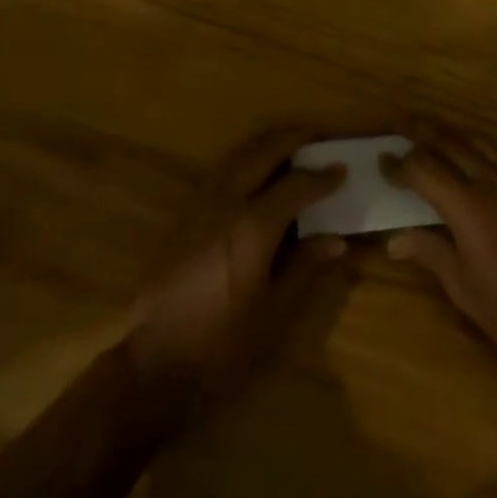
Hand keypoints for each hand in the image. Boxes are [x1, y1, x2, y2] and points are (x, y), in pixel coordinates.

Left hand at [124, 126, 347, 409]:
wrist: (154, 360)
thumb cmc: (221, 345)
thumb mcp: (272, 314)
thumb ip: (304, 268)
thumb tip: (337, 239)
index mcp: (253, 226)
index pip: (296, 186)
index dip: (322, 177)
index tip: (342, 168)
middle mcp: (227, 202)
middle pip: (264, 151)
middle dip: (293, 139)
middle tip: (319, 137)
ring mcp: (202, 203)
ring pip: (239, 153)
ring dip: (267, 142)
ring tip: (291, 144)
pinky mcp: (186, 212)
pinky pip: (222, 168)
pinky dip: (246, 157)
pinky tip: (255, 170)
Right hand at [382, 126, 496, 374]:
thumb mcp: (464, 289)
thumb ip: (429, 253)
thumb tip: (394, 240)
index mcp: (467, 205)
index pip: (423, 169)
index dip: (399, 164)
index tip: (381, 161)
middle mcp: (489, 182)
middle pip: (448, 142)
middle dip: (419, 131)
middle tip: (397, 124)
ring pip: (474, 141)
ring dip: (447, 132)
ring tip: (428, 131)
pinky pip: (495, 153)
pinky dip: (472, 145)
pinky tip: (467, 154)